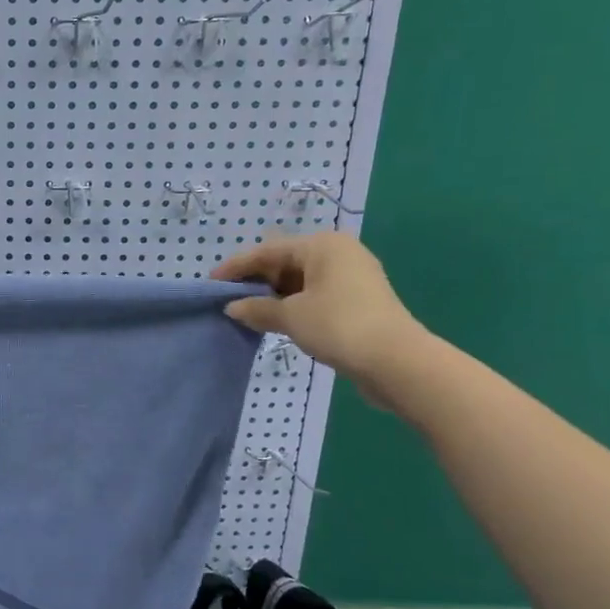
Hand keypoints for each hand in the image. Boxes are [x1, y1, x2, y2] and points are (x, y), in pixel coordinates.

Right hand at [213, 233, 427, 397]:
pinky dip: (293, 305)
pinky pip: (315, 295)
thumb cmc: (338, 326)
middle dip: (256, 281)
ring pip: (300, 281)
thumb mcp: (290, 316)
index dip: (236, 266)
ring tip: (248, 313)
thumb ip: (257, 309)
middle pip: (285, 262)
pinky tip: (276, 321)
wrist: (397, 362)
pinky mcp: (358, 301)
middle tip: (228, 299)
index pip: (268, 250)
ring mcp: (352, 277)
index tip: (211, 283)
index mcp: (322, 245)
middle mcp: (338, 253)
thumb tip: (233, 308)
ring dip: (273, 296)